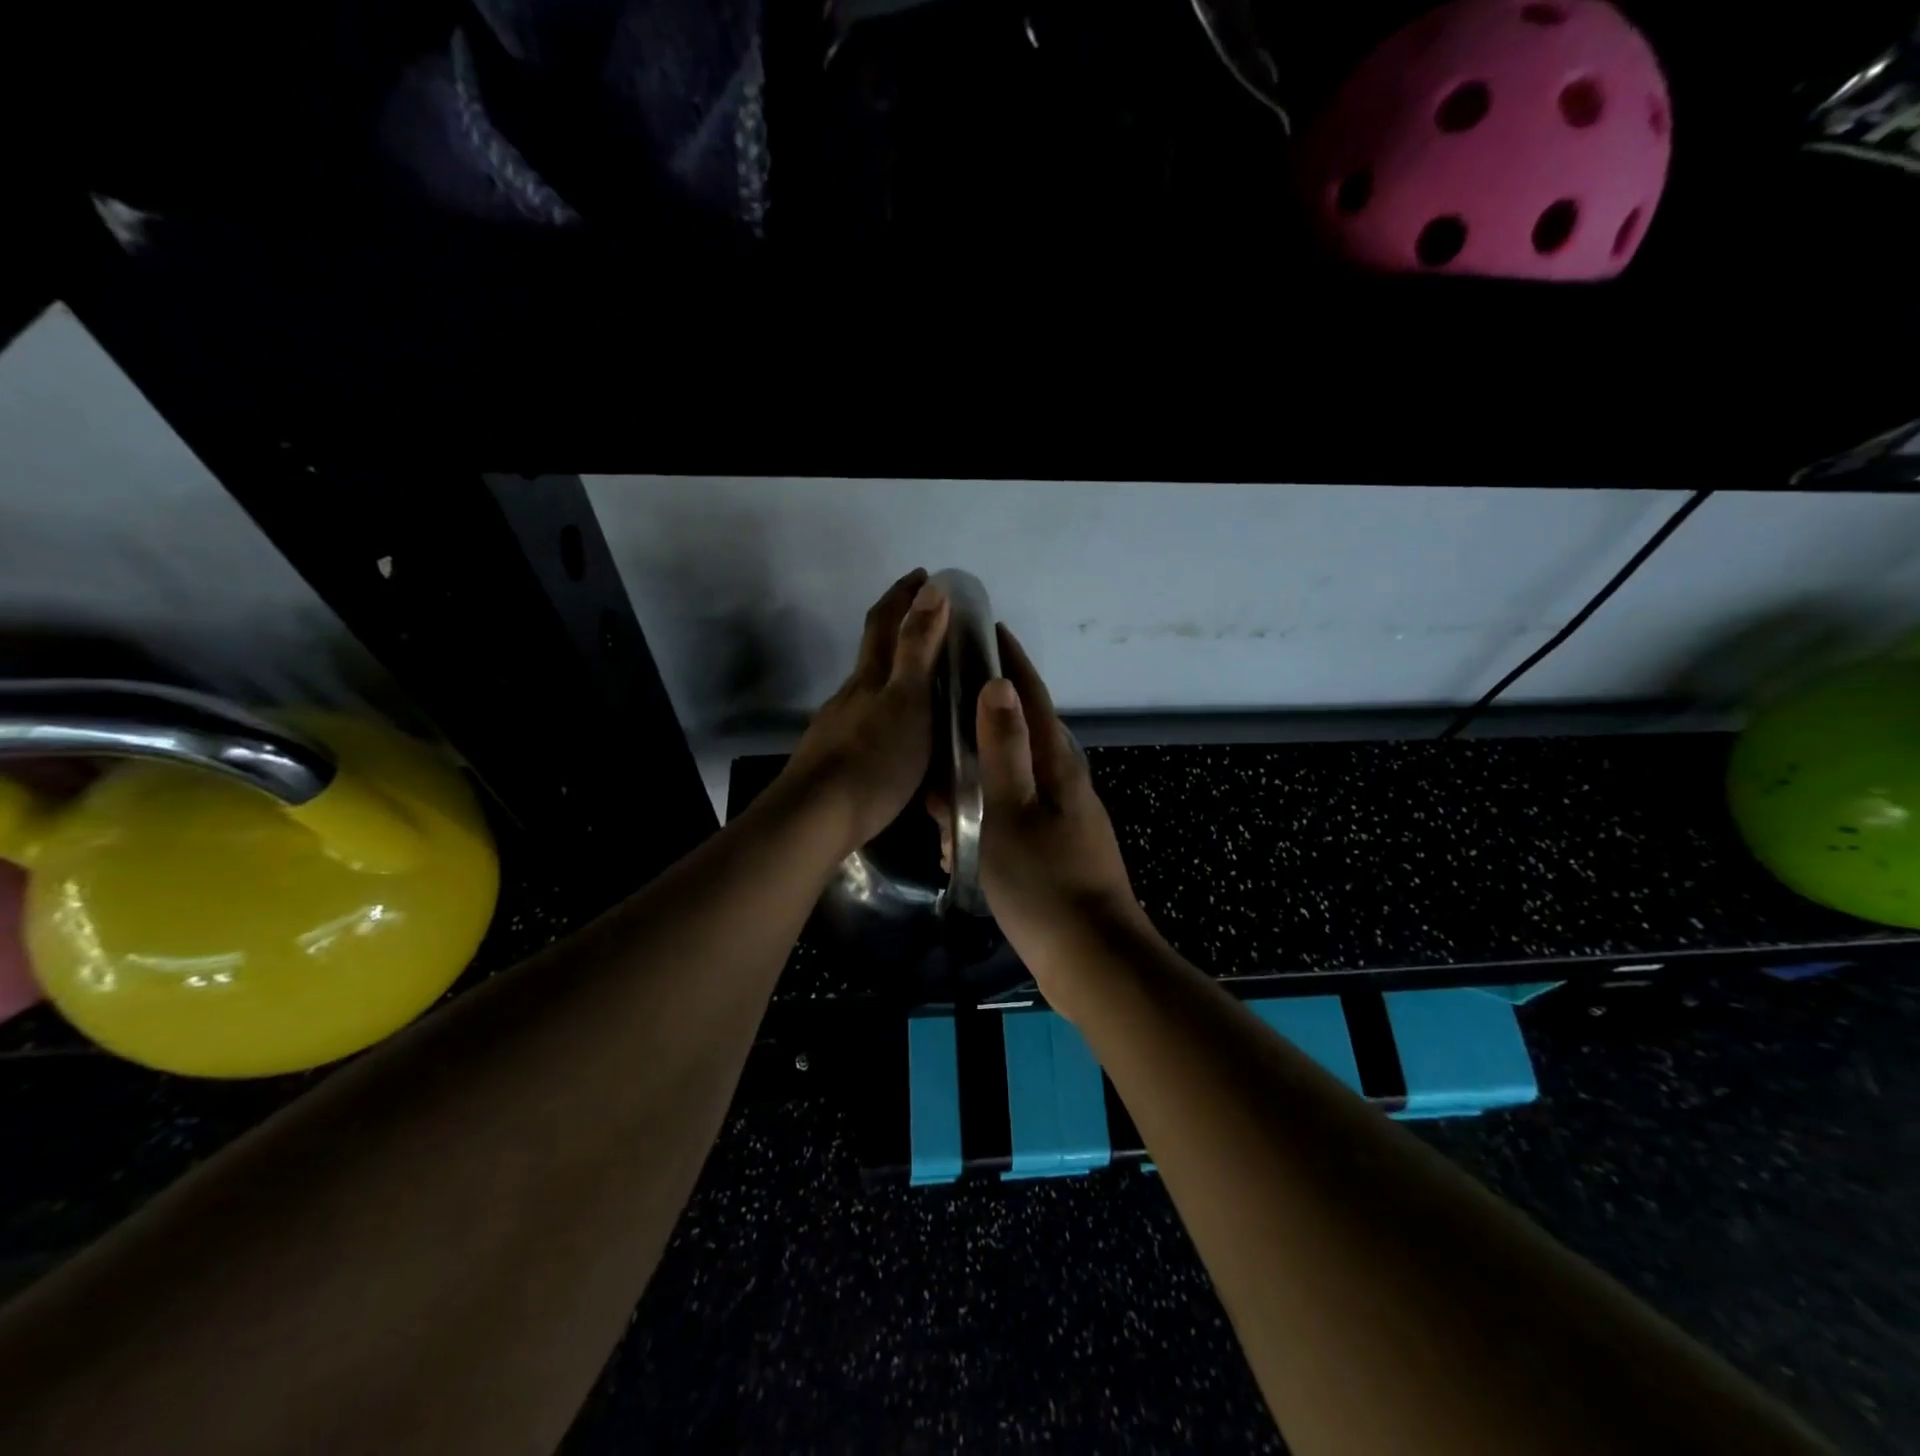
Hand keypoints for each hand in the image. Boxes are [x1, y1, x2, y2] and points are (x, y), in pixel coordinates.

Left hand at [779, 568, 950, 857]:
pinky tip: (899, 734)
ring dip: (894, 673)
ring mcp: (838, 725)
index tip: (924, 575)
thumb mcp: (907, 701)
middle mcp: (851, 694)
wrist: (816, 819)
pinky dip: (887, 711)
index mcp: (871, 676)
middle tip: (931, 620)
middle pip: (872, 650)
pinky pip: (867, 720)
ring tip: (926, 684)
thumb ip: (918, 648)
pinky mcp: (834, 757)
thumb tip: (932, 589)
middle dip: (897, 626)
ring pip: (869, 688)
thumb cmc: (874, 759)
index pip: (885, 621)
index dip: (903, 594)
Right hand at [975, 625, 1150, 1013]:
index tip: (989, 629)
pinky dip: (983, 816)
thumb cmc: (1046, 882)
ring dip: (977, 777)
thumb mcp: (1013, 812)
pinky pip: (1012, 816)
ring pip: (1012, 780)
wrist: (1093, 960)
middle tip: (941, 713)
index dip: (1012, 663)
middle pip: (1021, 735)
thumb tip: (1000, 686)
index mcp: (1058, 766)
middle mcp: (1065, 784)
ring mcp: (1064, 818)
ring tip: (937, 787)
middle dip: (983, 720)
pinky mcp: (1056, 849)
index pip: (1032, 698)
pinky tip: (957, 838)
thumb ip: (1005, 750)